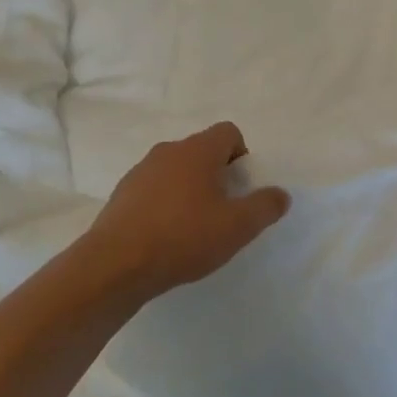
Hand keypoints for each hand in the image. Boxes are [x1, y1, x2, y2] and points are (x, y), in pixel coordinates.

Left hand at [83, 122, 290, 299]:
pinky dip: (165, 204)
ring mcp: (140, 171)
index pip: (229, 132)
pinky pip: (154, 189)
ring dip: (190, 190)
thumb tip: (280, 194)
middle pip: (202, 151)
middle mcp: (168, 151)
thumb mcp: (238, 226)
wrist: (116, 264)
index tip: (242, 188)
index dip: (242, 155)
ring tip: (194, 227)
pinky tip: (166, 236)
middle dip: (217, 175)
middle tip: (223, 210)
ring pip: (176, 170)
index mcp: (198, 150)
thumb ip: (265, 206)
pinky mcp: (122, 194)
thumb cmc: (184, 237)